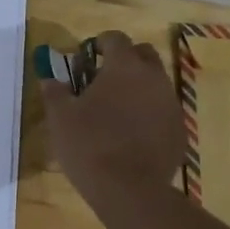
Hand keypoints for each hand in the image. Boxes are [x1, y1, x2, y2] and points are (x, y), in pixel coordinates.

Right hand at [40, 30, 184, 210]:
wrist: (130, 190)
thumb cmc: (89, 146)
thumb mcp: (60, 118)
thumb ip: (54, 91)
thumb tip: (50, 79)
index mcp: (124, 67)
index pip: (115, 38)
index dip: (99, 43)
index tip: (86, 58)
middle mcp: (154, 78)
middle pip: (143, 54)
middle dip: (125, 60)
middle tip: (103, 80)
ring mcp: (171, 104)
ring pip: (156, 83)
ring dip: (138, 88)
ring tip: (116, 110)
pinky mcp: (179, 130)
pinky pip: (163, 111)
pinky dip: (149, 114)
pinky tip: (132, 134)